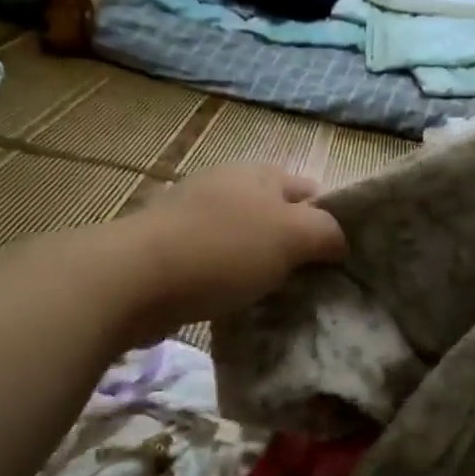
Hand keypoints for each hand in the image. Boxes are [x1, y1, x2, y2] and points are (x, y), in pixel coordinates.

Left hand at [126, 163, 346, 336]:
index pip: (311, 192)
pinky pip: (215, 260)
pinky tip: (235, 302)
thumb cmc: (224, 249)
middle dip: (295, 246)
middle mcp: (227, 185)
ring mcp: (193, 215)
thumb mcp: (292, 236)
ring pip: (245, 239)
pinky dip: (229, 278)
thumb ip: (326, 233)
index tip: (339, 261)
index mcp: (260, 173)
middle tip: (312, 284)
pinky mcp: (170, 246)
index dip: (330, 221)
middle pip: (276, 215)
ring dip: (261, 265)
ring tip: (277, 298)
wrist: (136, 277)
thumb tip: (338, 241)